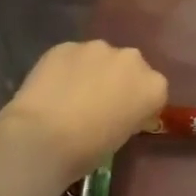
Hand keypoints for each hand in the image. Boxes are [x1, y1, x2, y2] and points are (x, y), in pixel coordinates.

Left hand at [0, 41, 167, 177]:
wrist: (41, 138)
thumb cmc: (87, 149)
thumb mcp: (121, 137)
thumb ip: (128, 115)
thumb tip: (118, 110)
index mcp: (153, 86)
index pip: (154, 92)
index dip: (140, 106)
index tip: (126, 119)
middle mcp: (132, 59)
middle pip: (130, 68)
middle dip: (119, 81)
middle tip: (100, 104)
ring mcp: (98, 48)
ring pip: (100, 58)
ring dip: (93, 71)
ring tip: (72, 95)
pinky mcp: (67, 45)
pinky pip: (73, 57)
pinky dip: (68, 69)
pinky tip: (53, 89)